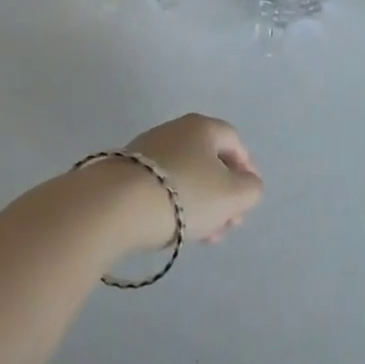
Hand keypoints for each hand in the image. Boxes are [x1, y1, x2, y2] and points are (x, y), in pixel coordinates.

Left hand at [118, 113, 264, 248]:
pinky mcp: (123, 172)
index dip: (247, 169)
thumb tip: (246, 185)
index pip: (235, 142)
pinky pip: (159, 186)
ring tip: (201, 237)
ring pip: (184, 176)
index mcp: (203, 127)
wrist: (113, 207)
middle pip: (208, 161)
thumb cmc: (184, 194)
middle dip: (223, 195)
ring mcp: (146, 150)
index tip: (247, 199)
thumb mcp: (233, 195)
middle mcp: (175, 130)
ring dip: (199, 204)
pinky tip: (171, 230)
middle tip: (227, 225)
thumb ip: (251, 189)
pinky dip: (172, 205)